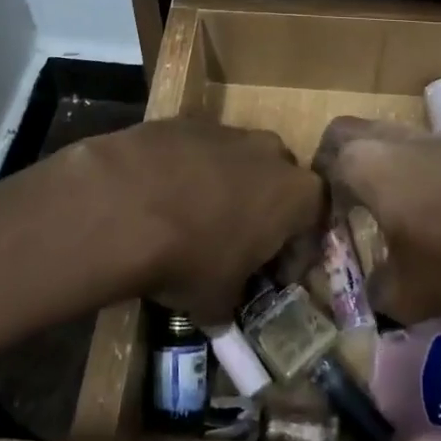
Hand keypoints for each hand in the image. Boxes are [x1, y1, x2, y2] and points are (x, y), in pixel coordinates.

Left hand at [60, 119, 321, 322]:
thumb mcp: (216, 300)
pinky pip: (197, 151)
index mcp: (296, 193)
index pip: (314, 220)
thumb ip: (229, 305)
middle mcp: (270, 152)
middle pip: (278, 181)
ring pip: (237, 161)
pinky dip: (188, 172)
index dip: (296, 251)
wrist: (125, 202)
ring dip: (225, 188)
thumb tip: (220, 318)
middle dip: (263, 210)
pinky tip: (162, 199)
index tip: (275, 274)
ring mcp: (227, 131)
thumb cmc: (191, 256)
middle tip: (238, 244)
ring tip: (194, 221)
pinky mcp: (184, 121)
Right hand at [314, 118, 440, 323]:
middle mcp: (390, 140)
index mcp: (365, 165)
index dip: (315, 194)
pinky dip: (412, 170)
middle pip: (346, 133)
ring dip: (377, 165)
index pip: (321, 163)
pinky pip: (420, 149)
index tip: (324, 226)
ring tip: (388, 208)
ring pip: (385, 138)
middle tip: (342, 202)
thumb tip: (374, 294)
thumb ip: (379, 295)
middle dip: (336, 162)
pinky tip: (432, 206)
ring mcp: (430, 136)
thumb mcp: (411, 293)